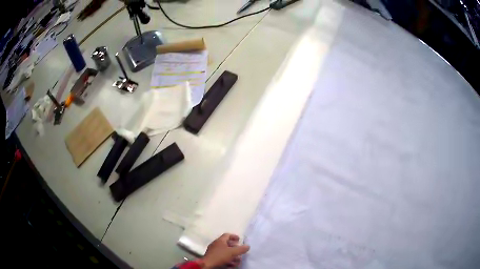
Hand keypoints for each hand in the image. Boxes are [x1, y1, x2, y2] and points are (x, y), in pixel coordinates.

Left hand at [200, 233, 249, 268]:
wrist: (208, 265)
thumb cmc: (220, 256)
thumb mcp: (232, 252)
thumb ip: (241, 249)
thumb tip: (247, 246)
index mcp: (219, 241)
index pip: (227, 235)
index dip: (234, 236)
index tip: (240, 240)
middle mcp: (216, 245)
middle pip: (227, 244)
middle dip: (235, 248)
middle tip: (240, 252)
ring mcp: (214, 252)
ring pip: (225, 252)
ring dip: (233, 256)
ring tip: (238, 260)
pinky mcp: (213, 258)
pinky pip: (222, 257)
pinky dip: (228, 260)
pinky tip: (232, 264)